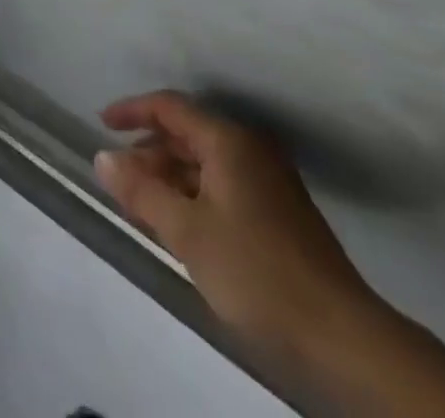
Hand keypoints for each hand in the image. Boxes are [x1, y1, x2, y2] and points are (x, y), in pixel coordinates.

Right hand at [95, 92, 380, 369]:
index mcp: (228, 141)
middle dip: (149, 151)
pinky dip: (193, 194)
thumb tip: (102, 158)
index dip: (132, 111)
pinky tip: (179, 224)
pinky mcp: (278, 212)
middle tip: (118, 177)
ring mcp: (268, 180)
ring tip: (141, 204)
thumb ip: (141, 191)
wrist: (343, 338)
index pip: (170, 107)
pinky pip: (222, 185)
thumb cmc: (257, 272)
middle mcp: (249, 149)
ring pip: (204, 162)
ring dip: (169, 176)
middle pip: (187, 133)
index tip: (101, 124)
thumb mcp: (187, 232)